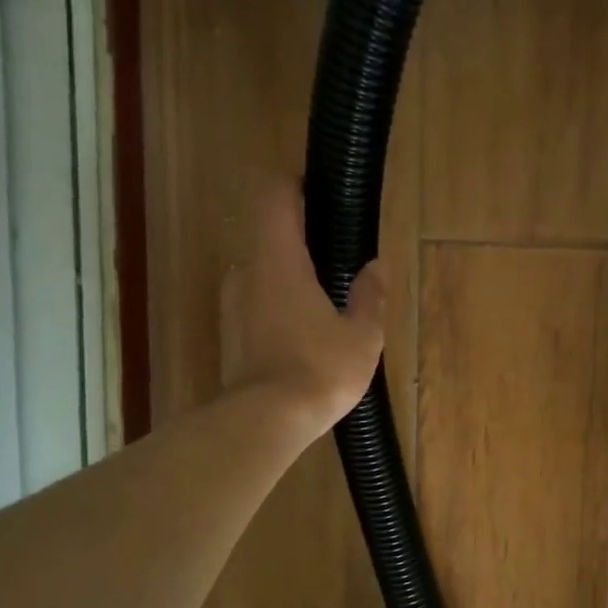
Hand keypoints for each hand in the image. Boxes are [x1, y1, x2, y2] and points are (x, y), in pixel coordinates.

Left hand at [219, 173, 385, 440]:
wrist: (266, 421)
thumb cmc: (319, 369)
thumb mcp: (362, 335)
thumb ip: (370, 295)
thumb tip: (376, 267)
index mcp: (279, 261)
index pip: (275, 197)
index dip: (294, 185)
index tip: (320, 193)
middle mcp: (248, 274)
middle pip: (270, 237)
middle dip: (302, 244)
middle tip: (339, 265)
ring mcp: (233, 306)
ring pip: (264, 276)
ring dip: (291, 281)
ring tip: (327, 309)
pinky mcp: (230, 336)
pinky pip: (258, 306)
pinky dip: (280, 309)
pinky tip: (307, 339)